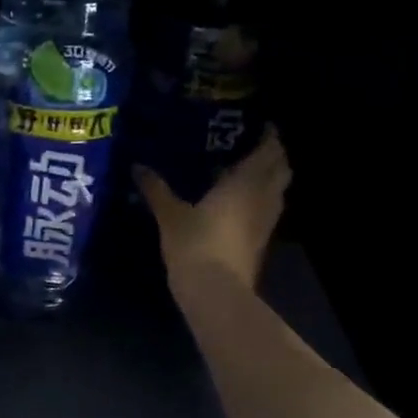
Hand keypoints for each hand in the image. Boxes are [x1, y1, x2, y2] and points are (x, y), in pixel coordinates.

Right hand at [135, 129, 290, 296]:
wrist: (216, 293)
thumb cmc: (195, 245)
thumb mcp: (169, 215)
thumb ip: (156, 189)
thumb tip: (137, 165)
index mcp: (246, 182)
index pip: (269, 150)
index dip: (269, 136)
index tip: (261, 124)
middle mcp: (263, 197)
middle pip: (281, 168)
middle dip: (273, 155)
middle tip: (253, 145)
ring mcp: (265, 222)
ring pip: (277, 190)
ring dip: (269, 178)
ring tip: (246, 170)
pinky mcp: (261, 242)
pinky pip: (267, 210)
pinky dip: (260, 199)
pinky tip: (238, 202)